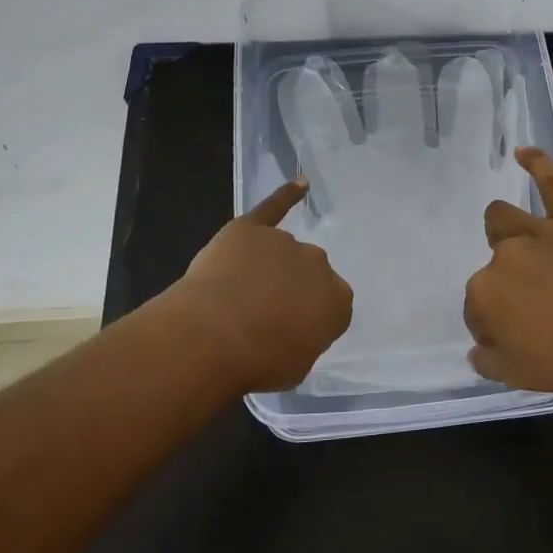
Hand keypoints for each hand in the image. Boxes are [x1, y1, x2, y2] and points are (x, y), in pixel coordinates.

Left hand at [168, 180, 353, 391]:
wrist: (214, 335)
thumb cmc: (259, 362)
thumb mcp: (296, 367)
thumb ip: (304, 340)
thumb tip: (293, 329)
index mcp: (338, 300)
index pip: (331, 306)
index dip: (308, 319)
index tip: (289, 333)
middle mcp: (318, 264)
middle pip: (308, 274)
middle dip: (291, 290)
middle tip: (264, 316)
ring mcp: (285, 242)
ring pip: (282, 252)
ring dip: (269, 269)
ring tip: (238, 296)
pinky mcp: (252, 228)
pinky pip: (274, 207)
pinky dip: (287, 195)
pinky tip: (301, 185)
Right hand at [464, 148, 552, 401]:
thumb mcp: (518, 378)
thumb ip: (488, 360)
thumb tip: (476, 348)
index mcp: (484, 296)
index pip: (476, 308)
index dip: (493, 324)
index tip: (517, 338)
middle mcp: (502, 257)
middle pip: (491, 268)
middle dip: (505, 286)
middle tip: (536, 310)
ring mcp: (537, 233)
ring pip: (503, 220)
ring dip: (503, 231)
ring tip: (519, 245)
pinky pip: (552, 184)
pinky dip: (537, 164)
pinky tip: (523, 152)